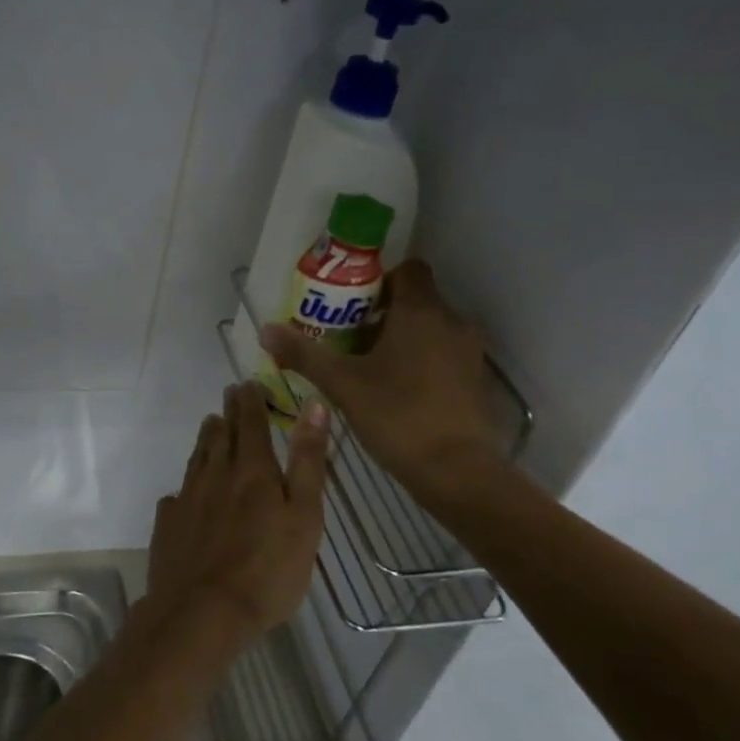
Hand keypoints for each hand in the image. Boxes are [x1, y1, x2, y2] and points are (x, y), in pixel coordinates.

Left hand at [147, 384, 329, 637]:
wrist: (202, 612)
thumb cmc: (268, 569)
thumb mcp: (304, 516)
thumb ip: (308, 461)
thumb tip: (314, 406)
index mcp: (252, 470)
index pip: (251, 422)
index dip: (251, 400)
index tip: (248, 382)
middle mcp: (215, 475)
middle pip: (220, 435)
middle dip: (228, 413)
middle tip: (229, 396)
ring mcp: (187, 498)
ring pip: (197, 458)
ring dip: (206, 439)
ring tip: (211, 427)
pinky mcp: (168, 524)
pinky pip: (178, 494)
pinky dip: (187, 485)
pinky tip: (186, 493)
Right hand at [259, 259, 504, 495]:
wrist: (456, 470)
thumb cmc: (397, 416)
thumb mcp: (342, 384)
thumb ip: (304, 354)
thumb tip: (265, 330)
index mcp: (421, 312)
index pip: (406, 269)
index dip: (377, 280)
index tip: (349, 306)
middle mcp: (451, 322)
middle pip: (415, 300)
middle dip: (380, 313)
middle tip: (345, 339)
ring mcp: (468, 351)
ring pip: (428, 328)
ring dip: (399, 338)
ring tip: (364, 366)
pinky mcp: (474, 379)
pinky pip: (442, 353)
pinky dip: (418, 360)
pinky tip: (393, 390)